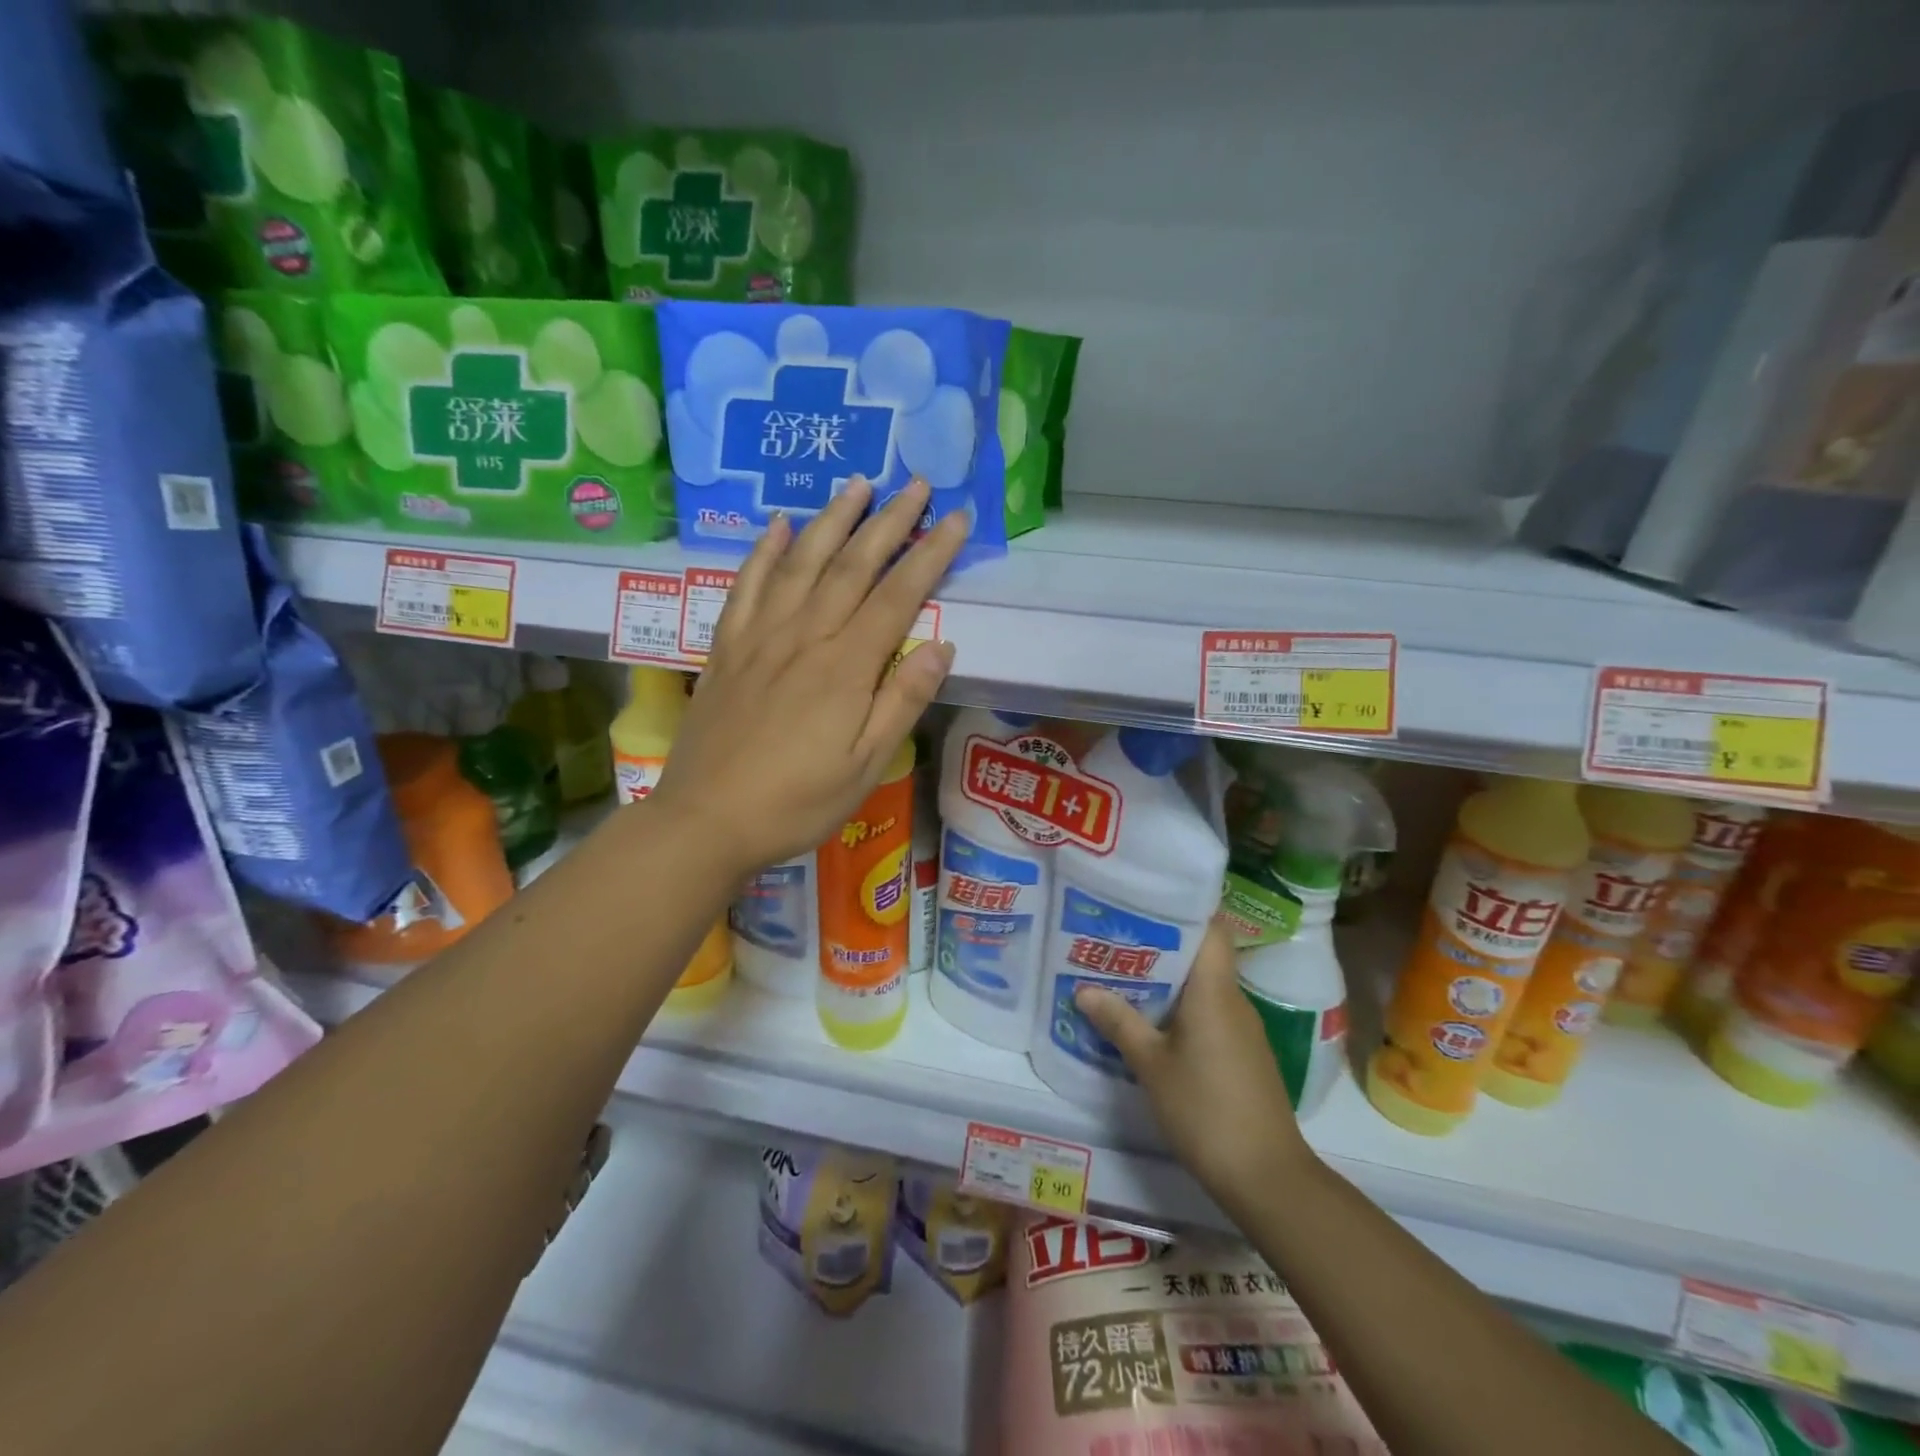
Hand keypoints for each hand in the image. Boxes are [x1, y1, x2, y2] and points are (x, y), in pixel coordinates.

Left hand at [649, 477, 964, 876]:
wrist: (706, 820)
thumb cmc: (797, 802)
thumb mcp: (866, 766)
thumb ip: (903, 702)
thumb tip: (942, 646)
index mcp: (846, 668)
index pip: (897, 595)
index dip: (930, 554)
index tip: (957, 518)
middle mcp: (804, 637)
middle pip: (852, 565)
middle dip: (889, 521)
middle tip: (914, 483)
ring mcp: (760, 637)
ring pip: (801, 563)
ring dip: (831, 520)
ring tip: (857, 485)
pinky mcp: (726, 648)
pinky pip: (746, 586)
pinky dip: (763, 552)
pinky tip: (777, 526)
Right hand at [1074, 921, 1314, 1209]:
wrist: (1265, 1176)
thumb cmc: (1205, 1109)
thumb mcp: (1151, 1065)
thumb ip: (1119, 1022)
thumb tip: (1083, 990)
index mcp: (1214, 990)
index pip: (1211, 928)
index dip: (1182, 909)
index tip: (1143, 902)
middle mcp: (1233, 999)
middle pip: (1201, 955)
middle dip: (1160, 945)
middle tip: (1115, 939)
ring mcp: (1242, 1028)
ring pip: (1203, 986)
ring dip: (1168, 980)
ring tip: (1123, 975)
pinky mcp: (1243, 1053)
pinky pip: (1209, 1013)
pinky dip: (1181, 1008)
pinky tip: (1150, 1021)